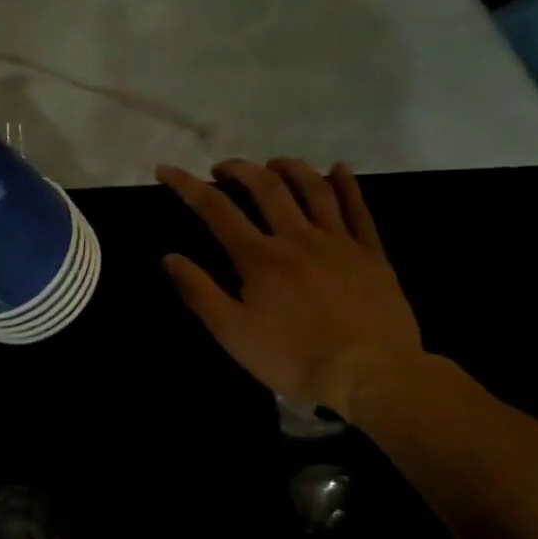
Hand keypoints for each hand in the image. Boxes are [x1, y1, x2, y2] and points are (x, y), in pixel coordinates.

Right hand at [156, 158, 425, 422]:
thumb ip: (199, 292)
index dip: (187, 185)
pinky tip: (340, 168)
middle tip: (222, 169)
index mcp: (259, 257)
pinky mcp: (371, 255)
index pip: (216, 209)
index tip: (166, 170)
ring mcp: (338, 242)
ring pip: (313, 189)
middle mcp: (297, 238)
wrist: (371, 374)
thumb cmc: (293, 358)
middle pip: (266, 187)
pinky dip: (348, 185)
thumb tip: (169, 257)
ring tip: (273, 163)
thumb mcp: (232, 333)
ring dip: (289, 168)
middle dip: (239, 169)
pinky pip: (359, 210)